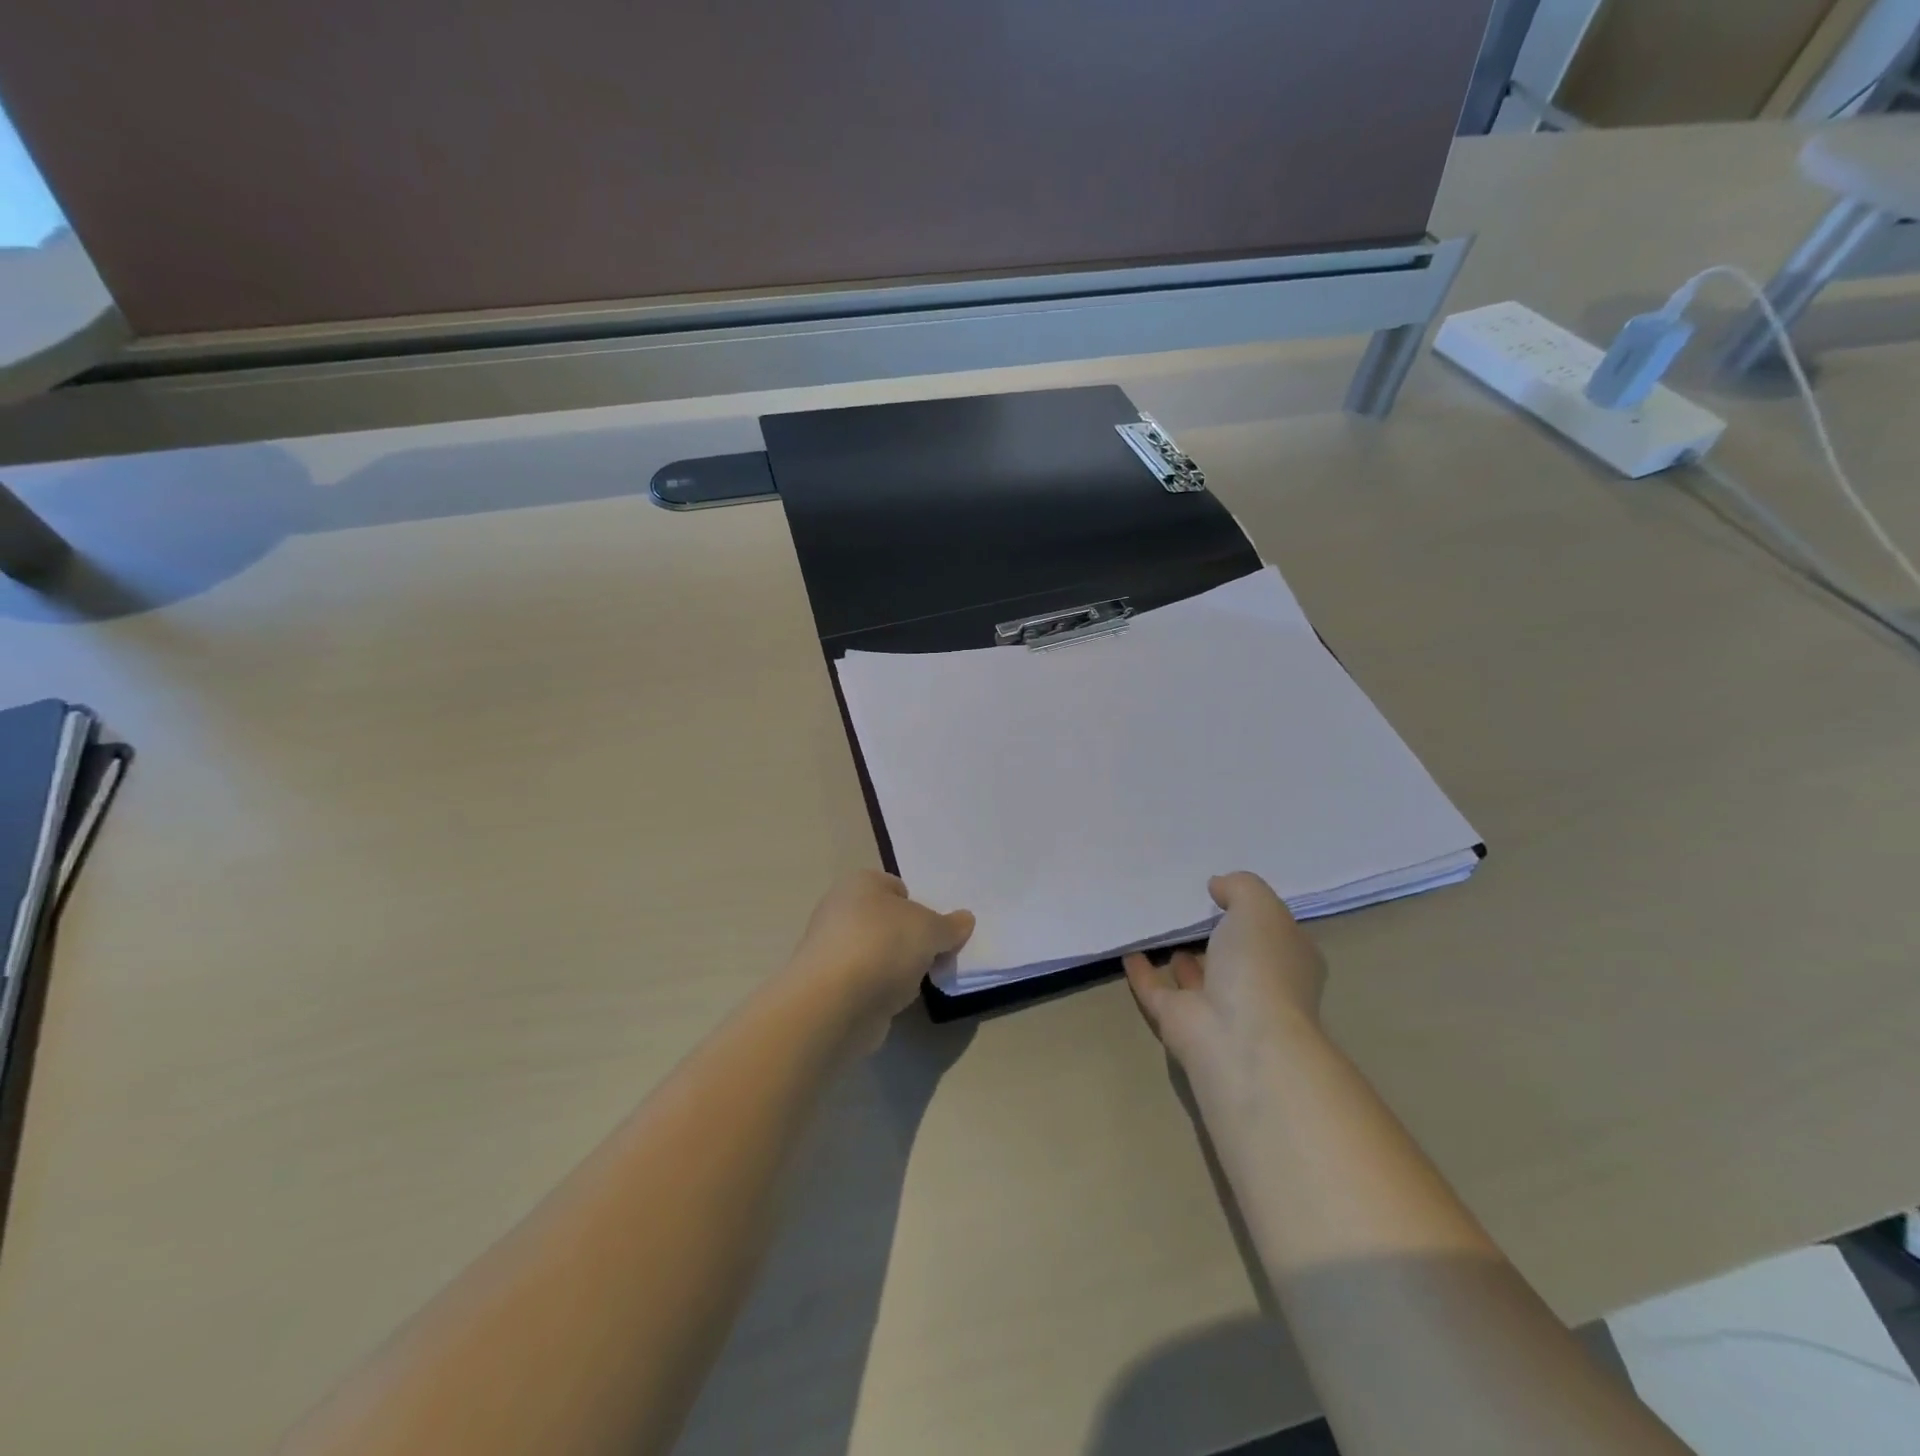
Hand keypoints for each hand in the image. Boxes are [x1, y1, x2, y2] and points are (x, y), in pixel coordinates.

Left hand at [787, 870, 974, 1051]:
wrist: (835, 1002)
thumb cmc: (883, 945)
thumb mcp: (930, 929)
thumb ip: (949, 925)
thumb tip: (965, 920)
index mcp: (860, 883)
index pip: (896, 887)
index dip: (920, 906)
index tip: (938, 929)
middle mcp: (840, 910)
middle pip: (888, 921)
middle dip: (911, 939)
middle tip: (936, 955)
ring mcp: (832, 950)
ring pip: (878, 953)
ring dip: (898, 968)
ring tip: (919, 982)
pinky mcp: (830, 987)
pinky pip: (868, 982)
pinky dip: (883, 991)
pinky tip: (896, 1001)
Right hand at [1124, 872, 1326, 1105]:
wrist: (1239, 1037)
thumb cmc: (1261, 966)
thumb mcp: (1259, 907)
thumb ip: (1240, 888)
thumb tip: (1218, 887)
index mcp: (1289, 962)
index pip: (1275, 934)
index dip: (1256, 914)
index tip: (1228, 893)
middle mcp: (1258, 987)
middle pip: (1237, 958)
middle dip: (1220, 937)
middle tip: (1192, 908)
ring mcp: (1219, 1009)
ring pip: (1199, 978)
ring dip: (1185, 959)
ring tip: (1165, 928)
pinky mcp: (1180, 1023)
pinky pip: (1158, 991)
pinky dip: (1143, 973)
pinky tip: (1128, 951)